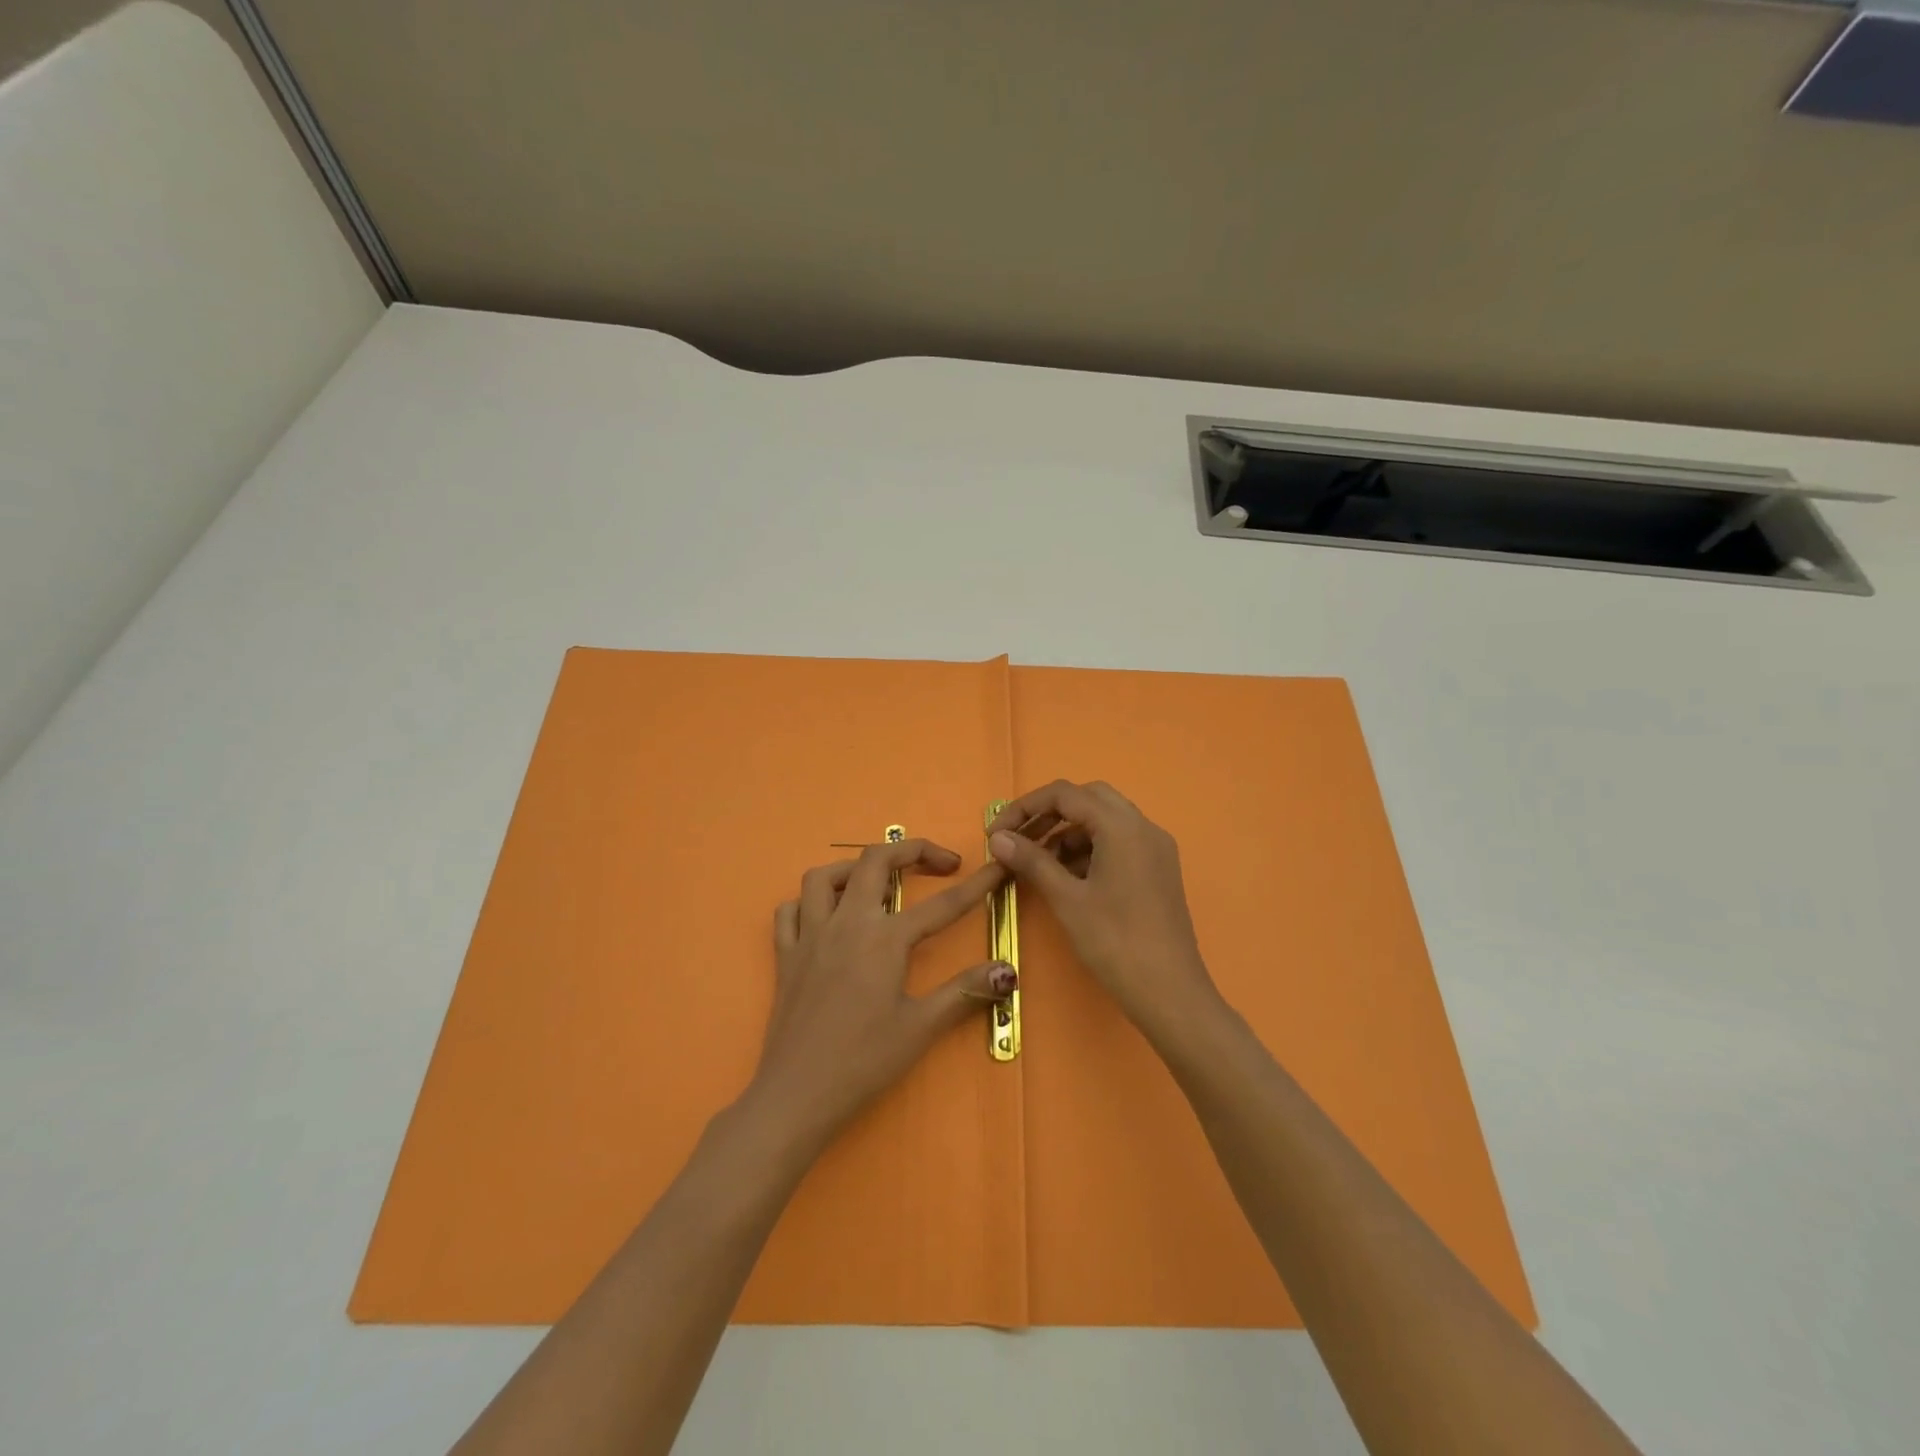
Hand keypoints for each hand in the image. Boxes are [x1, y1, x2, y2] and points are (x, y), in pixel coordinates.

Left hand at [746, 839, 1014, 1151]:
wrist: (796, 1095)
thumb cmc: (863, 1062)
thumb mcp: (921, 1027)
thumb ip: (965, 991)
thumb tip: (1007, 968)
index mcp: (884, 938)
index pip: (941, 904)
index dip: (976, 885)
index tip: (997, 868)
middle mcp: (846, 923)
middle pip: (876, 861)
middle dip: (912, 850)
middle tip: (941, 864)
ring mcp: (809, 936)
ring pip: (824, 876)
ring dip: (855, 868)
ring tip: (879, 882)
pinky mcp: (784, 956)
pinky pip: (790, 911)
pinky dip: (809, 903)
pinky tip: (826, 917)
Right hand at [987, 780, 1218, 1035]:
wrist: (1170, 993)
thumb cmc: (1115, 942)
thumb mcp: (1067, 899)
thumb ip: (1032, 861)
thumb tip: (998, 838)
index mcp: (1122, 826)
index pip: (1065, 794)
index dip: (1025, 807)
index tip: (996, 833)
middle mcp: (1143, 827)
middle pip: (1088, 799)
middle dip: (1048, 814)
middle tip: (1018, 840)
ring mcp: (1155, 848)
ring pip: (1104, 821)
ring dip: (1068, 832)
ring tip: (1038, 863)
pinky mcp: (1158, 870)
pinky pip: (1119, 842)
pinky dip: (1089, 849)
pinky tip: (1068, 878)